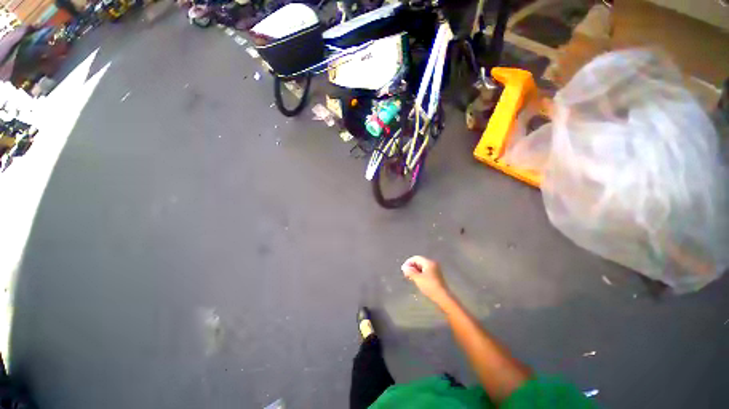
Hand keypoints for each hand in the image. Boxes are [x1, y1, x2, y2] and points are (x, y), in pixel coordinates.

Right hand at [401, 256, 451, 306]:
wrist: (443, 297)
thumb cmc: (429, 286)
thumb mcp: (418, 278)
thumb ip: (410, 271)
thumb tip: (404, 267)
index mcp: (428, 262)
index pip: (416, 258)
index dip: (408, 262)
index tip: (403, 269)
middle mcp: (432, 264)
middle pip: (419, 262)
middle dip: (412, 267)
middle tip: (406, 274)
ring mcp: (435, 269)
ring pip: (422, 267)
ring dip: (415, 271)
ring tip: (410, 277)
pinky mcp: (436, 275)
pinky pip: (425, 271)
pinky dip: (420, 274)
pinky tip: (417, 280)